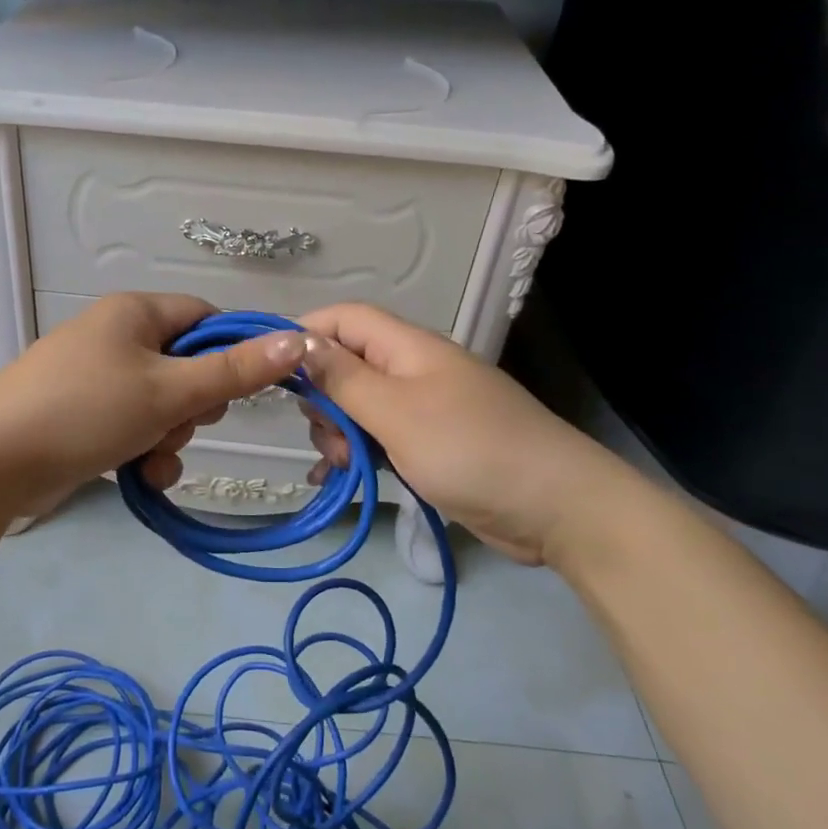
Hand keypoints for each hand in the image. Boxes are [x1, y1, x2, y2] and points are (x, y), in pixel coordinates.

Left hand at [0, 293, 303, 518]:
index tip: (245, 390)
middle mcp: (117, 337)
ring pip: (164, 405)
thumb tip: (300, 339)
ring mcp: (98, 379)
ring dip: (171, 436)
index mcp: (136, 313)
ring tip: (150, 456)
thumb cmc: (86, 410)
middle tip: (182, 422)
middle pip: (188, 366)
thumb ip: (235, 371)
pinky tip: (141, 476)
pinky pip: (135, 428)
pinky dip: (145, 451)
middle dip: (194, 406)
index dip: (231, 353)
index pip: (206, 318)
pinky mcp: (85, 417)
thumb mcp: (168, 391)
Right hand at [296, 303, 628, 564]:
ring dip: (340, 432)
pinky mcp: (430, 445)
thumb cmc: (471, 450)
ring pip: (358, 406)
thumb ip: (343, 378)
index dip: (305, 335)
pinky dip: (358, 453)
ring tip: (346, 465)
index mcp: (408, 348)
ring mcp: (423, 409)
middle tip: (327, 434)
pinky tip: (340, 478)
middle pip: (346, 364)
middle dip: (323, 398)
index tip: (271, 371)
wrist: (556, 508)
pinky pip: (379, 438)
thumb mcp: (396, 412)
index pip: (343, 319)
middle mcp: (413, 370)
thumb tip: (296, 342)